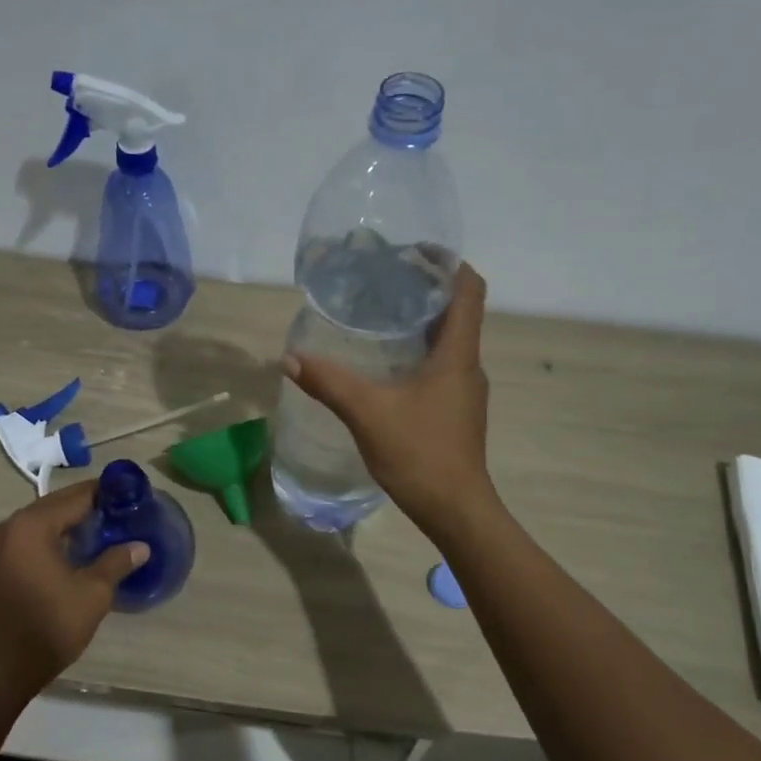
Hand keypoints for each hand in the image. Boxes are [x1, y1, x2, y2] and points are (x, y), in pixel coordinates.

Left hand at [0, 482, 148, 704]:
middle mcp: (6, 528)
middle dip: (84, 508)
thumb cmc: (49, 627)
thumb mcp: (93, 594)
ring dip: (63, 525)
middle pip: (52, 506)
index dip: (104, 494)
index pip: (74, 497)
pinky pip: (22, 541)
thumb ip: (116, 562)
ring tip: (96, 534)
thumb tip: (141, 546)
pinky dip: (44, 541)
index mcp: (31, 526)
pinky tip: (66, 555)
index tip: (128, 497)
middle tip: (117, 515)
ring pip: (35, 524)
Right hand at [282, 262, 494, 535]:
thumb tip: (291, 358)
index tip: (415, 251)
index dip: (448, 263)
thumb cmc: (420, 453)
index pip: (469, 290)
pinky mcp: (457, 411)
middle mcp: (468, 366)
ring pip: (450, 341)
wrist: (455, 509)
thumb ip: (330, 383)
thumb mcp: (368, 413)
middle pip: (459, 311)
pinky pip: (442, 366)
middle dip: (427, 290)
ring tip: (382, 315)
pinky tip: (387, 365)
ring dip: (423, 322)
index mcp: (457, 354)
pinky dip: (420, 352)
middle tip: (385, 280)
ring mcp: (465, 391)